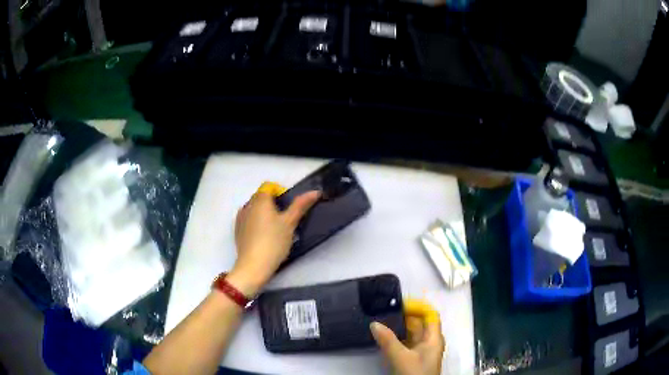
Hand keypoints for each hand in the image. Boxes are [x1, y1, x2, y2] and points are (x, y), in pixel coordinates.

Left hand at [227, 190, 319, 295]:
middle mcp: (247, 205)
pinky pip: (248, 220)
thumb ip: (301, 205)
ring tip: (275, 230)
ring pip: (254, 209)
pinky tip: (264, 237)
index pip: (269, 186)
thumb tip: (315, 192)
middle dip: (273, 204)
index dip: (280, 192)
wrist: (254, 265)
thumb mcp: (290, 223)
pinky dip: (256, 223)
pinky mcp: (238, 231)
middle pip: (261, 197)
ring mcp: (240, 218)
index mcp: (260, 200)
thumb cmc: (274, 241)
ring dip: (264, 213)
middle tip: (285, 220)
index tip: (288, 207)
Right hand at [371, 302, 444, 374]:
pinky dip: (396, 338)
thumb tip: (374, 324)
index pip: (430, 315)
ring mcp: (421, 351)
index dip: (418, 306)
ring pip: (411, 333)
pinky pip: (406, 343)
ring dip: (398, 327)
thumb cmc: (415, 374)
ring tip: (381, 320)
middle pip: (420, 323)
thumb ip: (388, 341)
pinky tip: (384, 337)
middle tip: (385, 310)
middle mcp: (429, 342)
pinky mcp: (413, 359)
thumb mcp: (401, 357)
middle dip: (404, 316)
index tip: (399, 303)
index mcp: (433, 338)